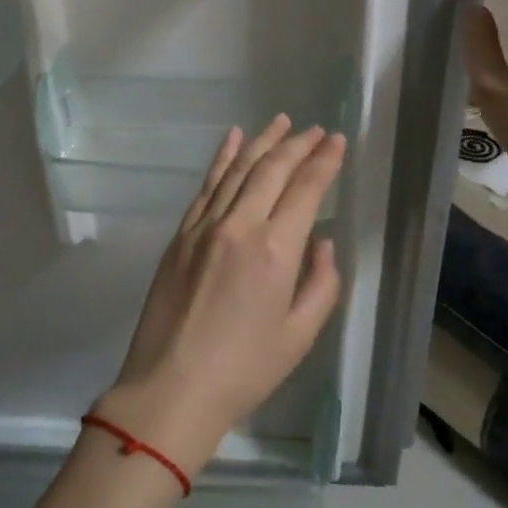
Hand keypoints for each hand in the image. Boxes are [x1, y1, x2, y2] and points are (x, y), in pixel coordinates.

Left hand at [95, 116, 346, 474]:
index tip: (336, 141)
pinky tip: (232, 138)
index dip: (323, 161)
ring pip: (237, 169)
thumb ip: (321, 283)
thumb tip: (320, 241)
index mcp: (275, 251)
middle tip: (315, 129)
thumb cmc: (244, 370)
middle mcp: (239, 226)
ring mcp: (204, 226)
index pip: (305, 189)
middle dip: (297, 144)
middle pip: (271, 169)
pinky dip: (221, 158)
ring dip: (261, 141)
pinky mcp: (181, 234)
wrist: (171, 387)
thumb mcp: (300, 335)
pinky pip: (206, 185)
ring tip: (281, 121)